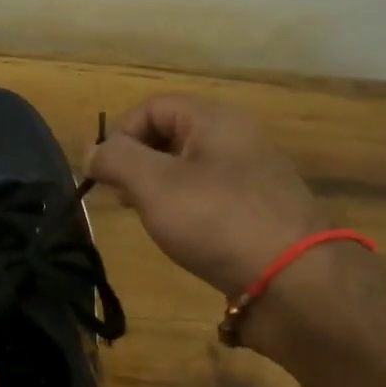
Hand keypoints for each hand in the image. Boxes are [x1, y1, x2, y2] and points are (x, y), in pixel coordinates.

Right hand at [87, 95, 326, 296]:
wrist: (292, 280)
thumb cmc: (217, 221)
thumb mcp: (155, 185)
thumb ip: (117, 160)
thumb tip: (93, 152)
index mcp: (215, 120)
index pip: (154, 107)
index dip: (120, 134)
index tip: (102, 174)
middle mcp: (237, 139)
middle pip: (171, 135)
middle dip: (136, 162)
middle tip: (121, 197)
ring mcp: (252, 177)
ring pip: (189, 168)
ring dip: (158, 188)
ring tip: (146, 218)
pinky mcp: (257, 212)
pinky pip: (209, 197)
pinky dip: (184, 209)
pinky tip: (180, 235)